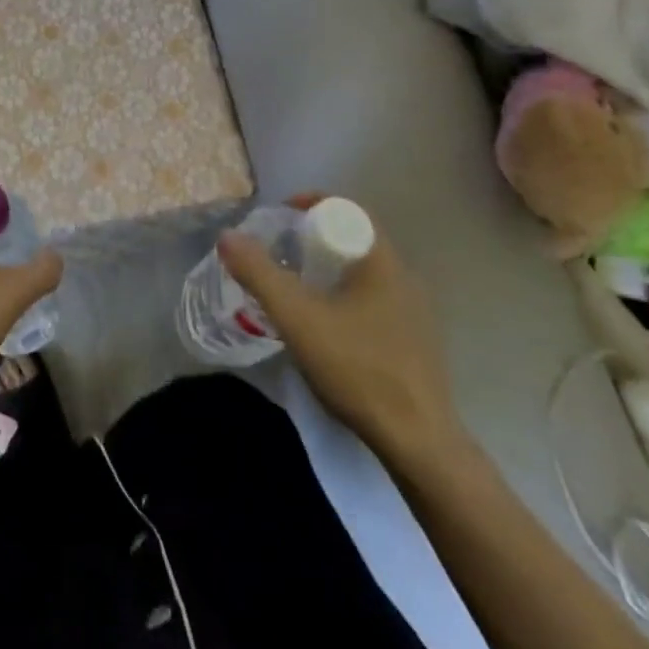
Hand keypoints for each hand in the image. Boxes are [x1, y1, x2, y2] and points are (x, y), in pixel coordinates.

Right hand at [218, 196, 463, 465]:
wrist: (420, 444)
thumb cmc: (359, 368)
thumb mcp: (297, 318)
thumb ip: (259, 273)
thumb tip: (228, 236)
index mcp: (382, 260)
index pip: (347, 208)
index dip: (310, 204)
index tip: (279, 218)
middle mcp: (404, 276)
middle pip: (353, 238)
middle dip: (313, 237)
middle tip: (279, 252)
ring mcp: (414, 311)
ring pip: (363, 271)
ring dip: (328, 269)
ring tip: (295, 288)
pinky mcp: (415, 341)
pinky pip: (373, 298)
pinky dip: (344, 296)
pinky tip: (325, 327)